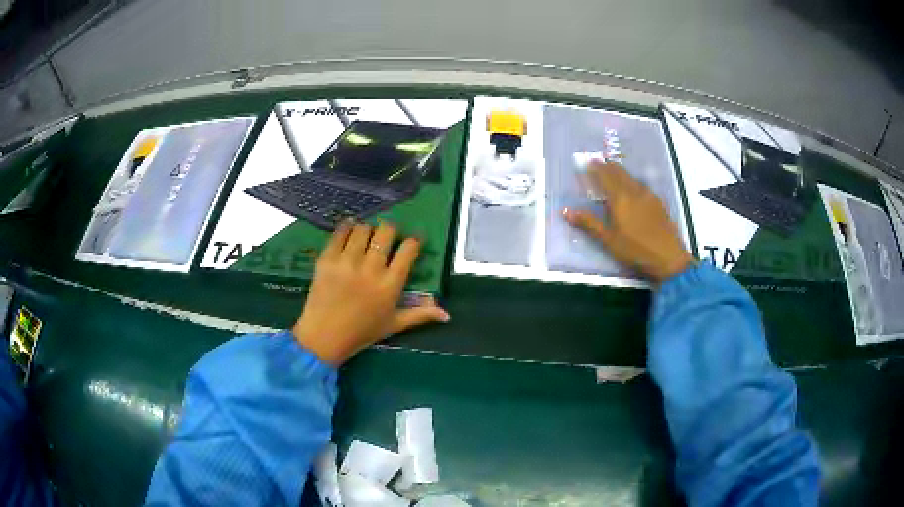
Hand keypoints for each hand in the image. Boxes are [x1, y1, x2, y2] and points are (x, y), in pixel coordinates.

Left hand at [292, 221, 449, 365]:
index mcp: (390, 285)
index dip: (414, 241)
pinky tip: (349, 229)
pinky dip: (346, 228)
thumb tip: (447, 314)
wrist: (324, 336)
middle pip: (386, 232)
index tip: (413, 240)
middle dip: (390, 229)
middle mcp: (370, 269)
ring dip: (368, 229)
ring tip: (366, 235)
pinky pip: (339, 234)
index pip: (408, 251)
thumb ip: (420, 315)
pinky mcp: (327, 260)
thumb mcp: (394, 325)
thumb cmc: (362, 332)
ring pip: (362, 229)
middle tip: (387, 235)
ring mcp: (347, 263)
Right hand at [563, 161, 693, 282]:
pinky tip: (634, 190)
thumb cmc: (635, 250)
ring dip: (621, 173)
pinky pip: (642, 186)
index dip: (596, 168)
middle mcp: (635, 192)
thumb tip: (565, 211)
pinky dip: (633, 182)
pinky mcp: (659, 204)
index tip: (588, 162)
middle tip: (600, 162)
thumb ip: (588, 223)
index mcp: (620, 198)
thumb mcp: (608, 239)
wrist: (668, 258)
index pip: (605, 176)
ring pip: (632, 178)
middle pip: (620, 173)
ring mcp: (649, 196)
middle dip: (608, 166)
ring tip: (615, 173)